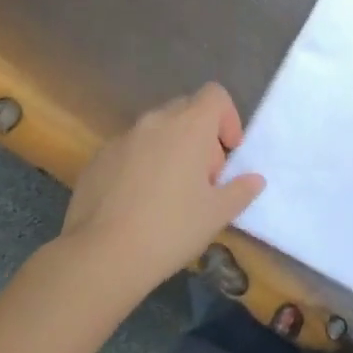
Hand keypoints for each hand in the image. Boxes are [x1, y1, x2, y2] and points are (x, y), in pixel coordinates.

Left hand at [56, 84, 265, 290]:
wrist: (100, 257)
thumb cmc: (170, 229)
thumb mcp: (217, 214)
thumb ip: (240, 191)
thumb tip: (254, 180)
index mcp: (189, 127)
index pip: (214, 95)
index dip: (228, 117)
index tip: (229, 151)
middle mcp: (155, 122)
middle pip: (186, 110)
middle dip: (200, 135)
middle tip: (203, 176)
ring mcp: (122, 139)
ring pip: (156, 130)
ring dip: (170, 149)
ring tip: (169, 192)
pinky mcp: (97, 160)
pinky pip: (129, 149)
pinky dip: (141, 164)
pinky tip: (138, 202)